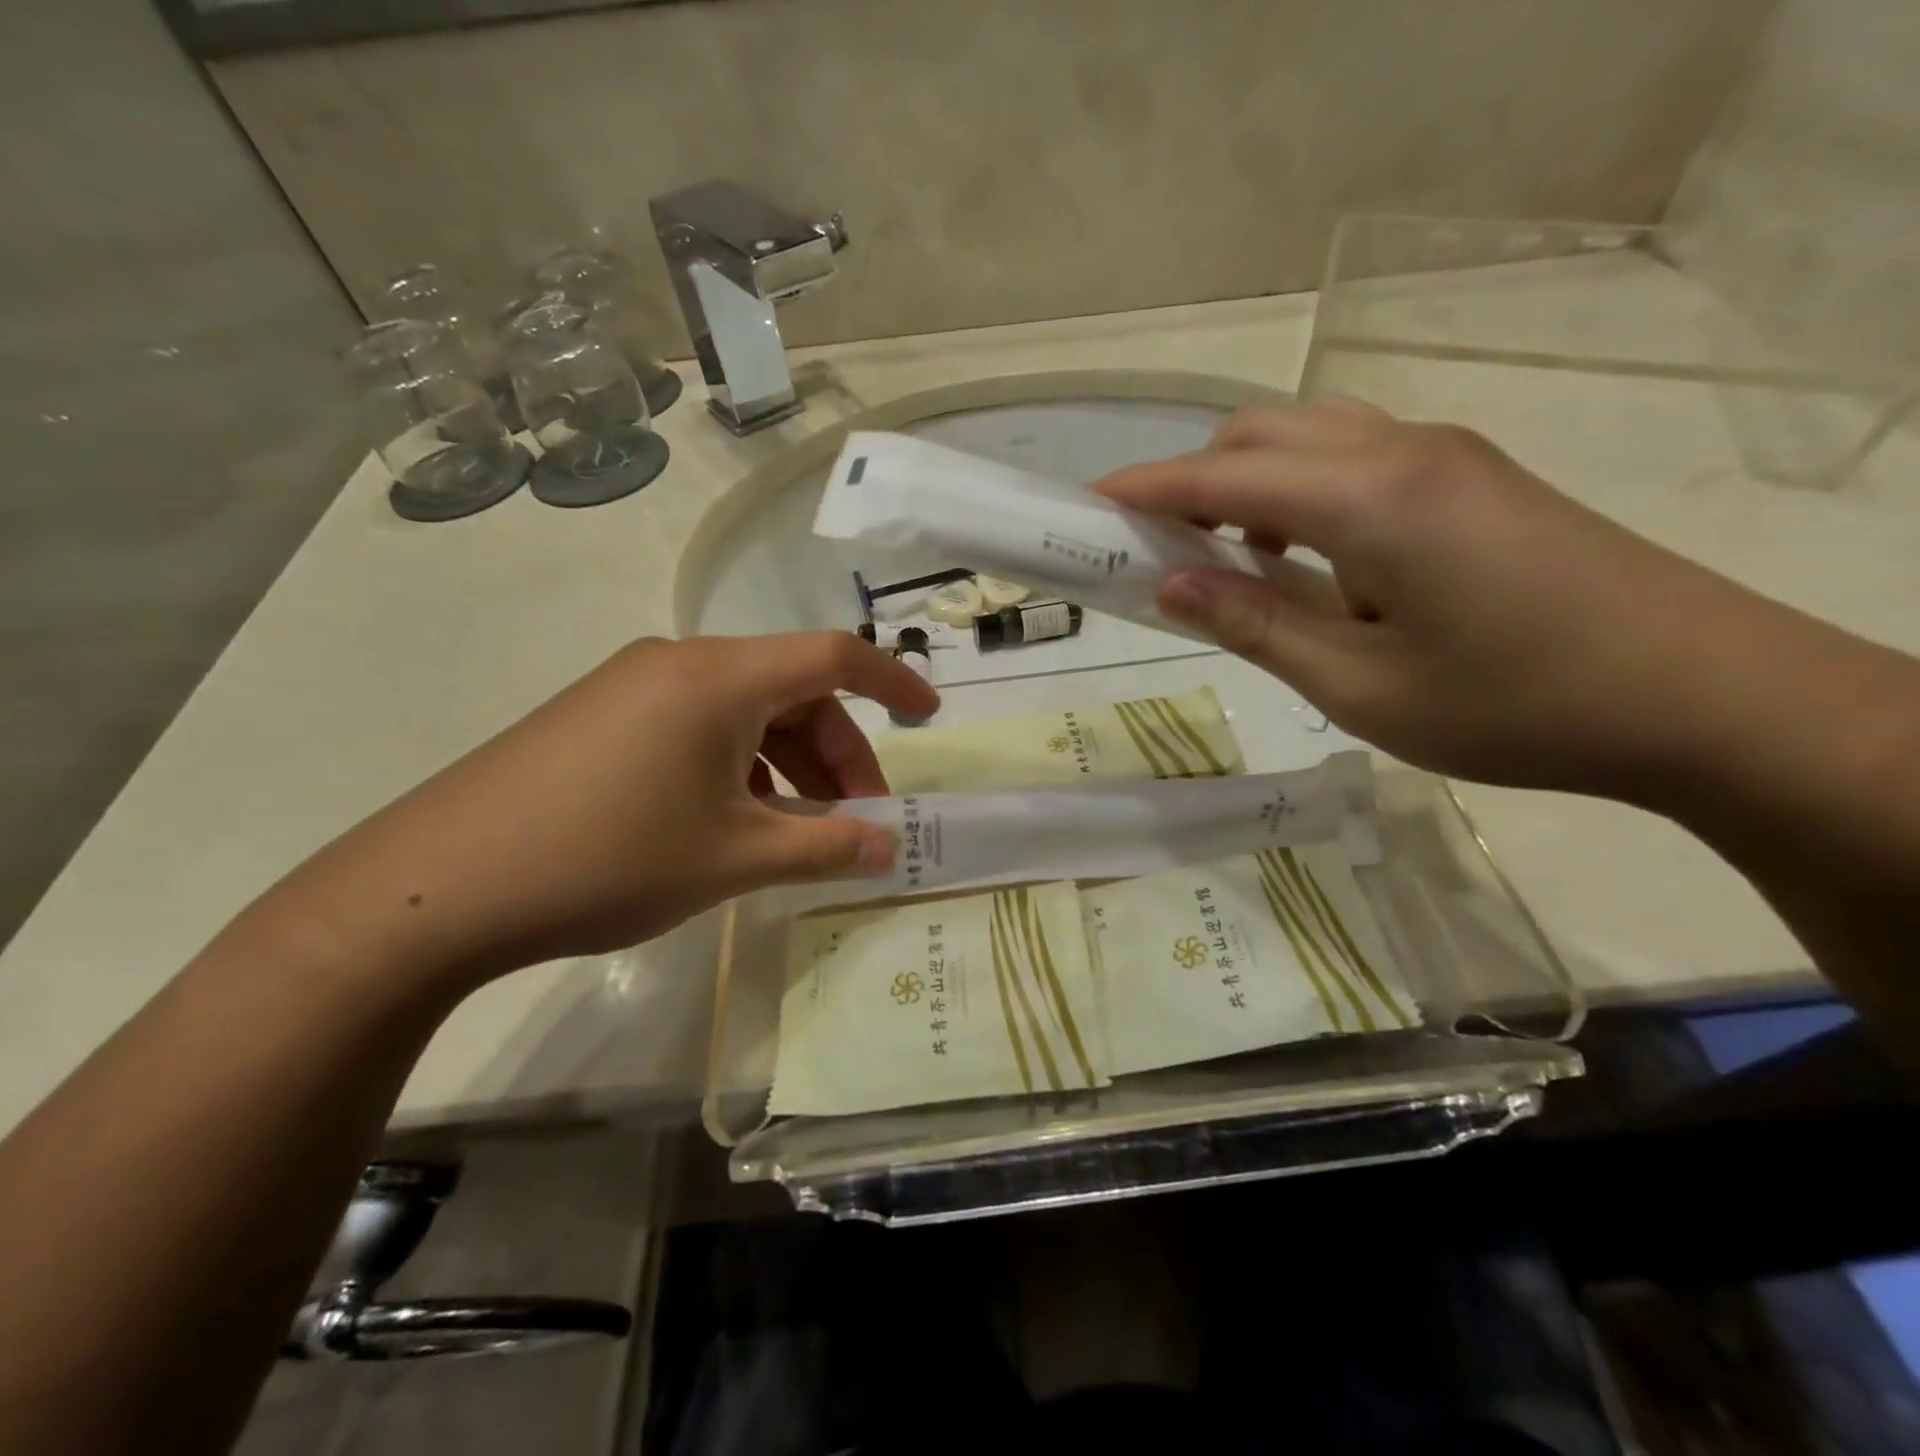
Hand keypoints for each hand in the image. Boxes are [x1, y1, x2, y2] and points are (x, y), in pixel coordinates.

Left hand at [259, 632, 937, 991]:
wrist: (435, 886)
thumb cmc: (606, 858)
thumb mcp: (733, 858)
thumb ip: (824, 847)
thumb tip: (889, 846)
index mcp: (720, 678)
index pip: (834, 656)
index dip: (893, 682)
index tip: (930, 717)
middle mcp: (680, 664)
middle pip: (791, 691)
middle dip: (838, 754)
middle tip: (857, 820)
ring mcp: (634, 688)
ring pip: (744, 714)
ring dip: (788, 767)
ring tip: (798, 835)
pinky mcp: (601, 718)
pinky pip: (698, 729)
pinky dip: (739, 769)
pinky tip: (733, 824)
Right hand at [1095, 398, 1800, 799]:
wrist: (1702, 697)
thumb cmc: (1515, 706)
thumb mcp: (1358, 685)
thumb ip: (1254, 624)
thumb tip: (1168, 585)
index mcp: (1368, 499)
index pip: (1220, 477)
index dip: (1142, 490)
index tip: (1082, 506)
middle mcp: (1400, 451)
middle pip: (1258, 435)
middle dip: (1187, 481)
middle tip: (1149, 550)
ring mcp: (1443, 456)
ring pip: (1307, 437)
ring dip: (1244, 483)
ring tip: (1223, 560)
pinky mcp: (1469, 477)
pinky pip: (1352, 457)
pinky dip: (1297, 490)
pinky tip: (1300, 556)